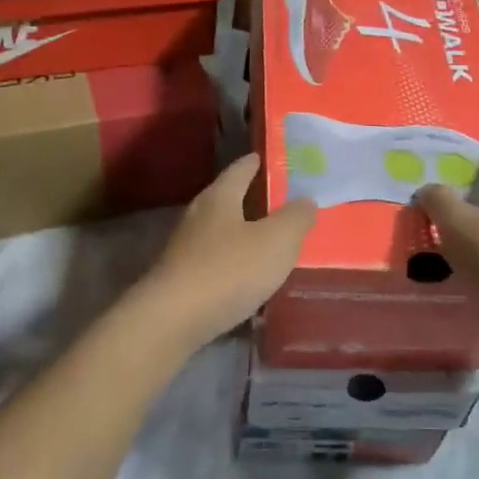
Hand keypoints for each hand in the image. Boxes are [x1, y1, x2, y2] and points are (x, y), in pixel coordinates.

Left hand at [135, 153, 316, 349]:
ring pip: (218, 232)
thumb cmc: (228, 270)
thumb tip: (306, 200)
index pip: (239, 169)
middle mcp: (197, 216)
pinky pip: (213, 261)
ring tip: (268, 240)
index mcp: (219, 198)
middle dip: (250, 198)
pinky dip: (231, 262)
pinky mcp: (179, 279)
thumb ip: (295, 218)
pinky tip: (246, 275)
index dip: (255, 163)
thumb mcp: (276, 241)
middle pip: (226, 199)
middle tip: (278, 200)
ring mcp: (184, 249)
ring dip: (241, 233)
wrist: (171, 320)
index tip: (267, 158)